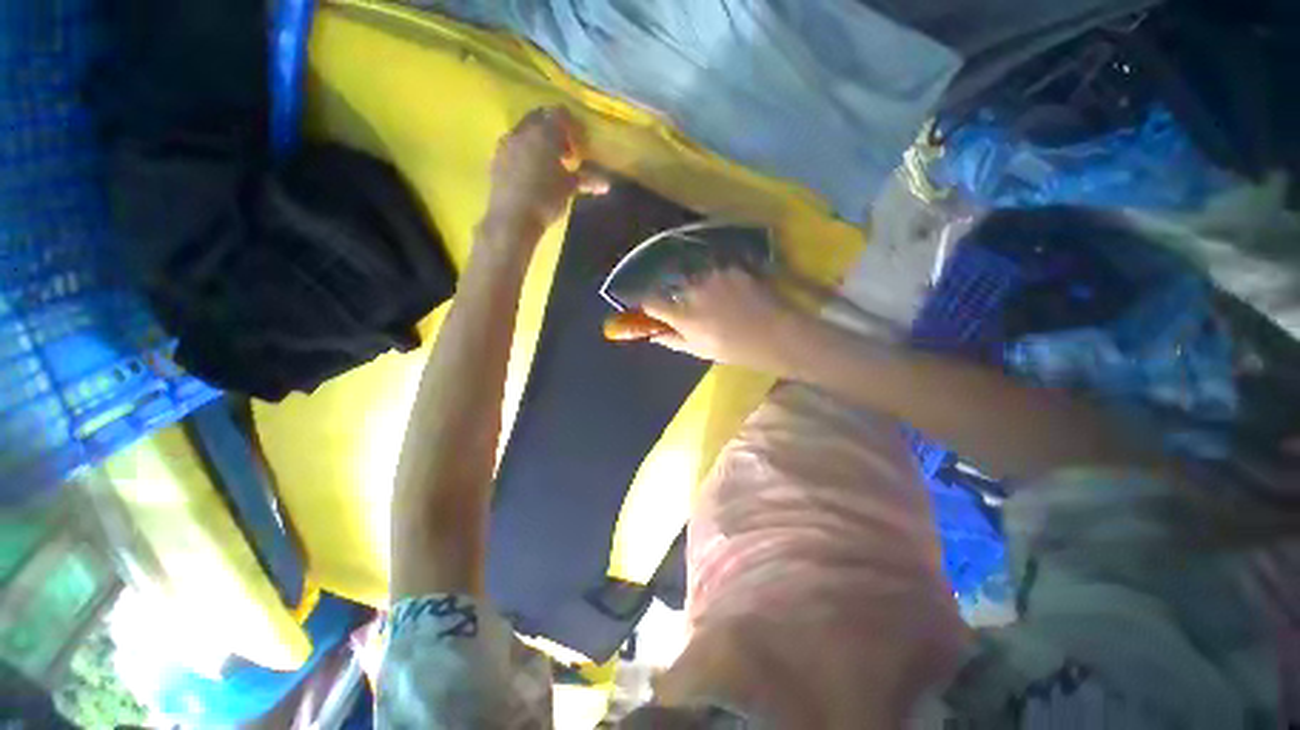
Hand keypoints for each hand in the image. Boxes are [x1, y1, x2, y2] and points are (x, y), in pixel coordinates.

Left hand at [484, 106, 606, 238]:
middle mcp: (523, 131)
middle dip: (555, 131)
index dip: (573, 126)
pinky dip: (525, 153)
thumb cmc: (545, 200)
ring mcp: (506, 143)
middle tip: (566, 153)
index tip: (581, 144)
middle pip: (541, 118)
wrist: (512, 219)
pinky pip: (514, 146)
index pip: (561, 114)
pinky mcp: (496, 158)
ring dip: (539, 142)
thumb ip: (587, 180)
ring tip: (549, 165)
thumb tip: (606, 184)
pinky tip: (532, 174)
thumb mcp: (569, 189)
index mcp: (544, 132)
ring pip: (525, 131)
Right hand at [643, 269, 803, 371]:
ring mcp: (714, 276)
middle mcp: (693, 291)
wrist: (777, 334)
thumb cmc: (736, 349)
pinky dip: (720, 279)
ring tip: (720, 299)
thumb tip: (653, 335)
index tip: (655, 309)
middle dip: (679, 296)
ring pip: (696, 277)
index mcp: (683, 316)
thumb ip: (673, 340)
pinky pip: (716, 270)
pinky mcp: (732, 267)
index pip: (651, 302)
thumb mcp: (701, 351)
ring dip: (700, 286)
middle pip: (674, 287)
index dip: (651, 305)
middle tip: (697, 308)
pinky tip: (734, 291)